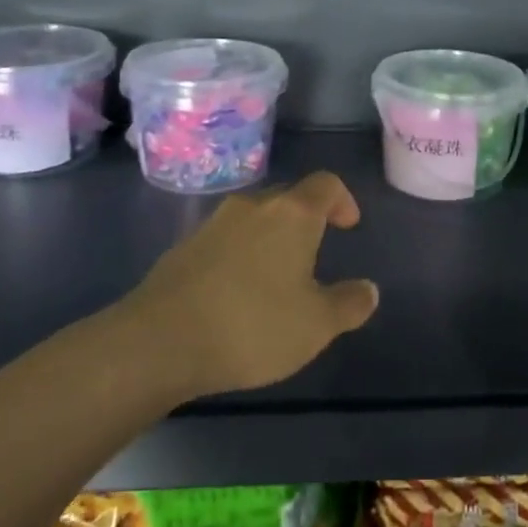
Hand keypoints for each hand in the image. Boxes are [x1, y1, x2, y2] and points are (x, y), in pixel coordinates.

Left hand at [124, 173, 379, 398]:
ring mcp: (213, 224)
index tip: (348, 225)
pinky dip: (240, 255)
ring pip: (253, 219)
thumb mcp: (316, 325)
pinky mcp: (183, 248)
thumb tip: (368, 290)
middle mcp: (253, 207)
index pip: (326, 184)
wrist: (159, 342)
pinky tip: (237, 294)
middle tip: (315, 251)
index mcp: (292, 214)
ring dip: (270, 238)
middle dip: (306, 219)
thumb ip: (348, 304)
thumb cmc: (252, 325)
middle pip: (287, 197)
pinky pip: (225, 240)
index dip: (342, 200)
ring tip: (276, 276)